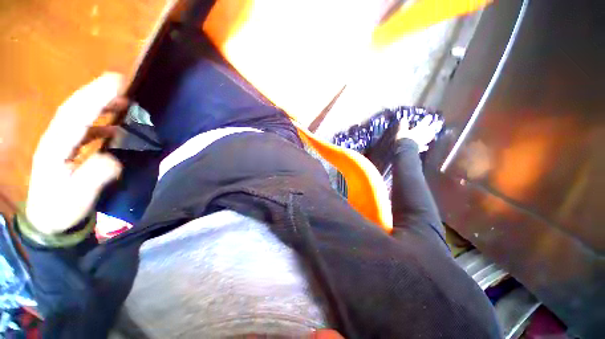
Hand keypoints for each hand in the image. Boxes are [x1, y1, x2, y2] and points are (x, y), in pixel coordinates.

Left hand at [26, 73, 124, 234]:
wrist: (48, 221)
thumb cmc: (62, 210)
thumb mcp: (77, 198)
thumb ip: (94, 177)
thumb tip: (113, 159)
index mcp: (56, 148)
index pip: (75, 115)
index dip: (95, 97)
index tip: (116, 83)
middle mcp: (55, 139)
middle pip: (74, 109)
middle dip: (96, 93)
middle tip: (122, 84)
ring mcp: (60, 143)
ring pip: (78, 115)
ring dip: (99, 105)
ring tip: (122, 101)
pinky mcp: (66, 149)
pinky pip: (82, 128)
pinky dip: (98, 121)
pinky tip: (113, 125)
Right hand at [396, 116, 443, 151]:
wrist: (406, 150)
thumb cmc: (404, 139)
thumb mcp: (401, 130)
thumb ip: (403, 125)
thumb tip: (403, 118)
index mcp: (419, 128)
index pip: (425, 122)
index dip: (427, 118)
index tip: (430, 116)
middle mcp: (423, 134)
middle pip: (431, 129)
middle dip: (435, 125)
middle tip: (439, 122)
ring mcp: (423, 141)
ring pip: (430, 137)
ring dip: (432, 134)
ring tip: (435, 132)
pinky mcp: (421, 148)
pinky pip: (424, 147)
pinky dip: (426, 146)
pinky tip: (426, 147)